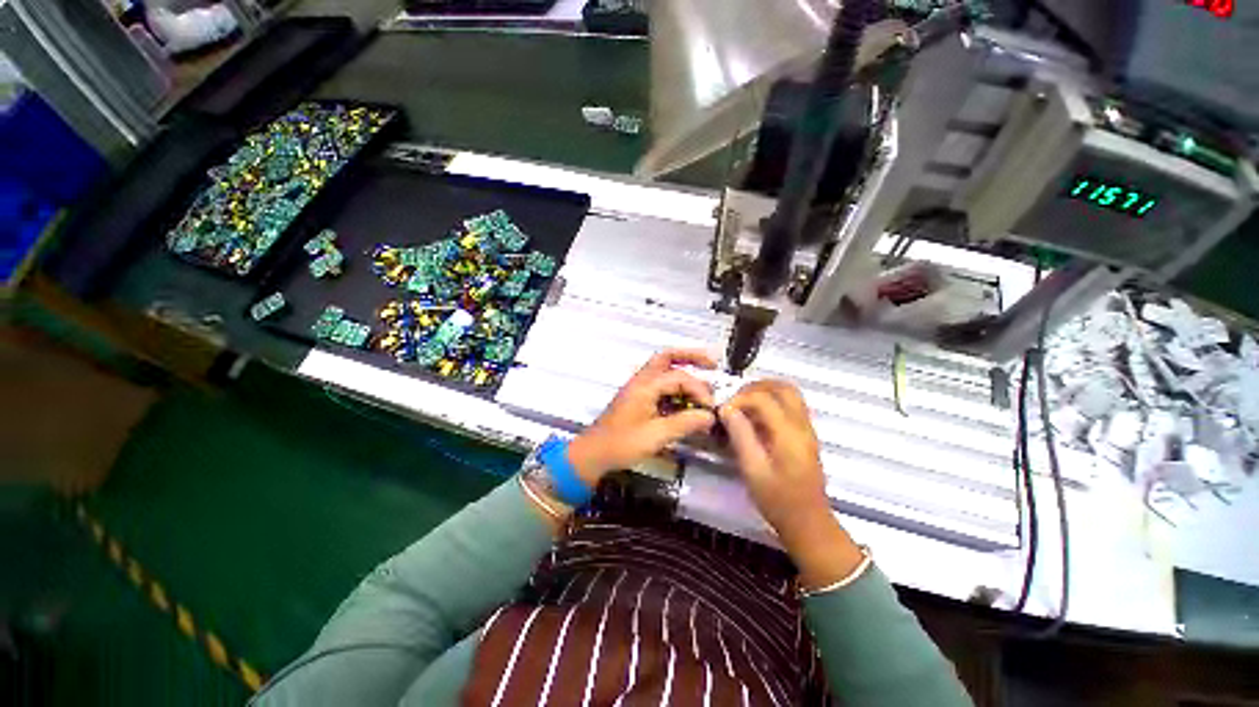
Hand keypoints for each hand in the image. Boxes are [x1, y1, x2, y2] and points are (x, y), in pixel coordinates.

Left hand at [567, 349, 718, 485]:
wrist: (594, 452)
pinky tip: (687, 401)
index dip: (699, 390)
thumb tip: (710, 417)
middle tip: (712, 364)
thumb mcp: (656, 435)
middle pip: (668, 357)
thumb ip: (685, 423)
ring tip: (703, 384)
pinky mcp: (638, 398)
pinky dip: (676, 387)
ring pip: (664, 369)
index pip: (679, 377)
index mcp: (645, 385)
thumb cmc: (622, 443)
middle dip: (691, 357)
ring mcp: (639, 388)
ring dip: (684, 371)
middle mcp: (642, 380)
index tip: (711, 408)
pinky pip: (661, 384)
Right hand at [719, 380, 827, 534]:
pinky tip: (756, 417)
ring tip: (743, 404)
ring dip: (765, 391)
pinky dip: (772, 401)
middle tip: (735, 399)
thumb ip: (740, 435)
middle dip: (756, 386)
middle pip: (783, 387)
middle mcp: (802, 425)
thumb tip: (726, 409)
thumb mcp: (752, 470)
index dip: (740, 399)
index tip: (724, 411)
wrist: (809, 524)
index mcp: (789, 434)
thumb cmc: (778, 500)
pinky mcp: (806, 435)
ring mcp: (807, 429)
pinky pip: (791, 405)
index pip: (763, 398)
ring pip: (790, 393)